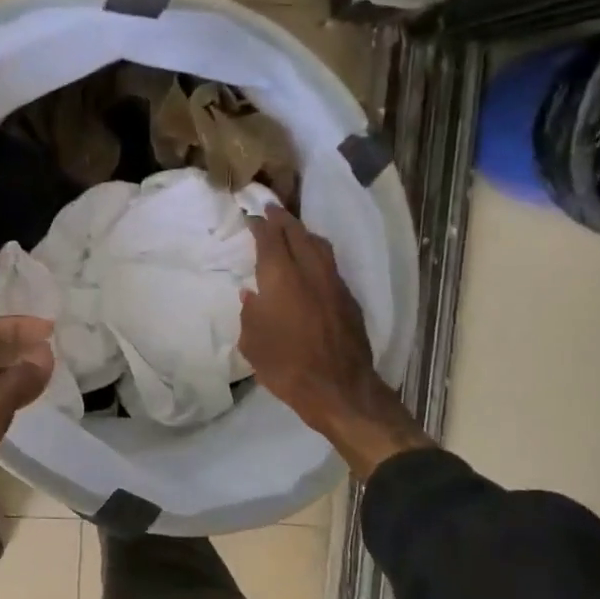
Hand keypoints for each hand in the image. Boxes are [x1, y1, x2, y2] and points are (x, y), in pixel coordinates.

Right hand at [239, 206, 431, 478]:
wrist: (340, 390)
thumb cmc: (286, 366)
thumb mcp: (253, 342)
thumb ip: (250, 313)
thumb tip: (251, 294)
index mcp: (281, 278)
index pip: (270, 240)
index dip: (260, 225)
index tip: (252, 216)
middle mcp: (310, 272)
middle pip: (297, 234)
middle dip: (283, 219)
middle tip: (272, 209)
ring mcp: (334, 284)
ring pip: (319, 246)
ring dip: (304, 233)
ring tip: (294, 229)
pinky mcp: (349, 299)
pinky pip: (331, 265)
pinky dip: (318, 255)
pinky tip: (312, 263)